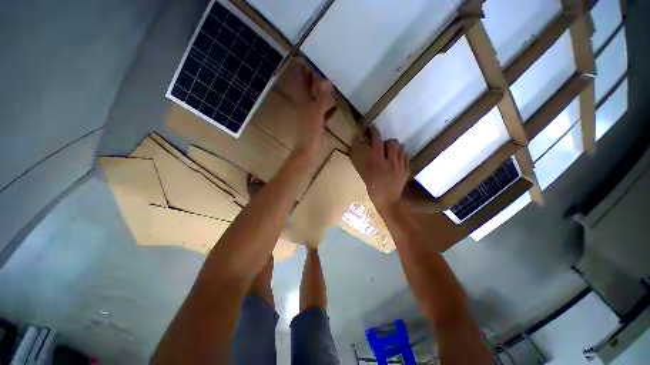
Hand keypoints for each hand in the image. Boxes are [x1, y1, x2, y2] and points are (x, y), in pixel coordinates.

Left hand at [293, 65, 333, 158]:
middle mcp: (305, 108)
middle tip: (319, 69)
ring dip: (320, 94)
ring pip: (315, 102)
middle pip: (309, 92)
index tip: (306, 61)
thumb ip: (321, 98)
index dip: (304, 74)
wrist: (307, 151)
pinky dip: (327, 109)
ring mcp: (310, 117)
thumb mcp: (317, 114)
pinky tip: (334, 107)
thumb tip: (325, 80)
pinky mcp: (315, 125)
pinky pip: (322, 114)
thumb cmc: (311, 133)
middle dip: (312, 81)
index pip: (304, 85)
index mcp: (304, 104)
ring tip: (328, 85)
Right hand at [361, 130, 409, 211]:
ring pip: (400, 148)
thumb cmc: (374, 189)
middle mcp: (391, 162)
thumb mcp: (367, 175)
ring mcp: (401, 166)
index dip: (375, 135)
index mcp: (378, 164)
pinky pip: (405, 156)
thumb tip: (372, 149)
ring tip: (390, 154)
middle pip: (392, 142)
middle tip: (382, 147)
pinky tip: (396, 161)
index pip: (378, 143)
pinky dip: (400, 155)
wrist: (389, 201)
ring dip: (394, 148)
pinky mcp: (407, 170)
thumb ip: (370, 160)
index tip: (373, 131)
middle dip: (386, 142)